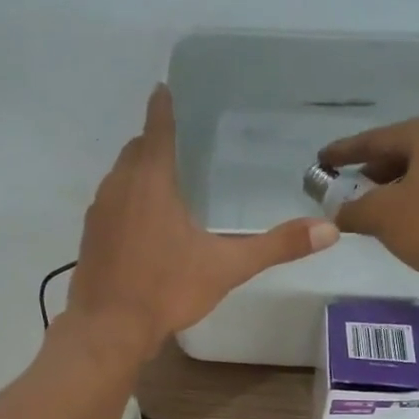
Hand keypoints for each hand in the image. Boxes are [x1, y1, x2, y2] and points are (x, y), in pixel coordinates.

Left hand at [67, 85, 337, 359]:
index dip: (164, 106)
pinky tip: (143, 227)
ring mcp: (98, 212)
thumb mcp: (227, 267)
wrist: (109, 330)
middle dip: (154, 142)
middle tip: (182, 145)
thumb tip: (329, 230)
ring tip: (166, 184)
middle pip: (136, 150)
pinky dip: (126, 203)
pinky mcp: (89, 238)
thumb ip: (276, 246)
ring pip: (119, 177)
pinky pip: (109, 206)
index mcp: (151, 180)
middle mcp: (119, 186)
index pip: (157, 127)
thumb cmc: (167, 289)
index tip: (166, 88)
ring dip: (139, 174)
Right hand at [318, 114, 418, 289]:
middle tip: (351, 186)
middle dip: (374, 169)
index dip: (345, 151)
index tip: (322, 159)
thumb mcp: (384, 217)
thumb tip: (337, 212)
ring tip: (378, 205)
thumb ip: (354, 210)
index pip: (376, 138)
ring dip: (399, 184)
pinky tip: (413, 216)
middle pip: (404, 149)